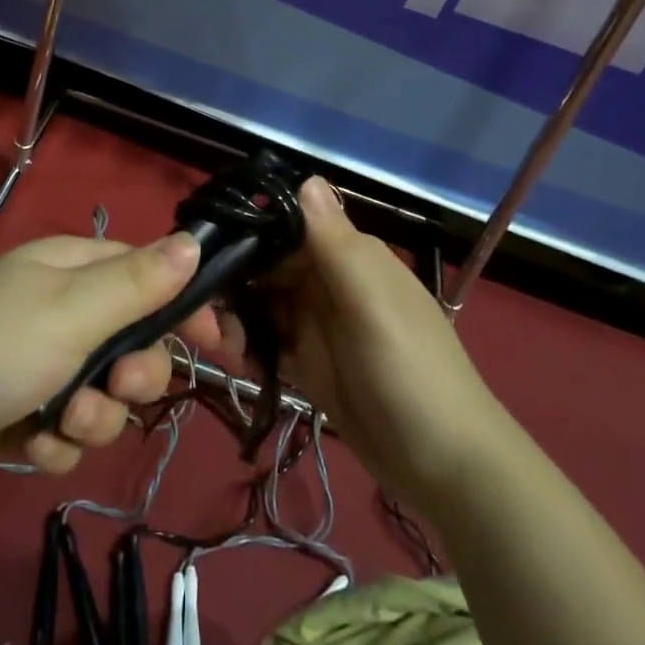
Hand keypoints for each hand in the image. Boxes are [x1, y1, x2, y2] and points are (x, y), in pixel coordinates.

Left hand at [0, 233, 219, 490]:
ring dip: (93, 416)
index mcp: (71, 267)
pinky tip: (31, 443)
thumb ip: (137, 283)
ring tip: (62, 422)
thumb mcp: (73, 311)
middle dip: (133, 374)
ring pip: (105, 392)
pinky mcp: (23, 407)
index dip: (182, 306)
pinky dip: (58, 440)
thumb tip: (192, 243)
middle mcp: (60, 307)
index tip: (215, 345)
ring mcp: (40, 359)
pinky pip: (69, 427)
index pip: (147, 273)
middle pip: (132, 340)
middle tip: (117, 387)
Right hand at [234, 177, 496, 505]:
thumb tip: (304, 175)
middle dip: (231, 280)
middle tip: (197, 308)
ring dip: (234, 316)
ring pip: (261, 303)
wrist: (447, 469)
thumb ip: (334, 243)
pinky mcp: (310, 364)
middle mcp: (329, 281)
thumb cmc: (411, 373)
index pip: (285, 226)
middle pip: (266, 266)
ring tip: (215, 342)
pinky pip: (268, 342)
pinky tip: (234, 359)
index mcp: (347, 255)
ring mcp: (318, 324)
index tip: (202, 248)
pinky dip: (248, 346)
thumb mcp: (372, 304)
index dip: (246, 233)